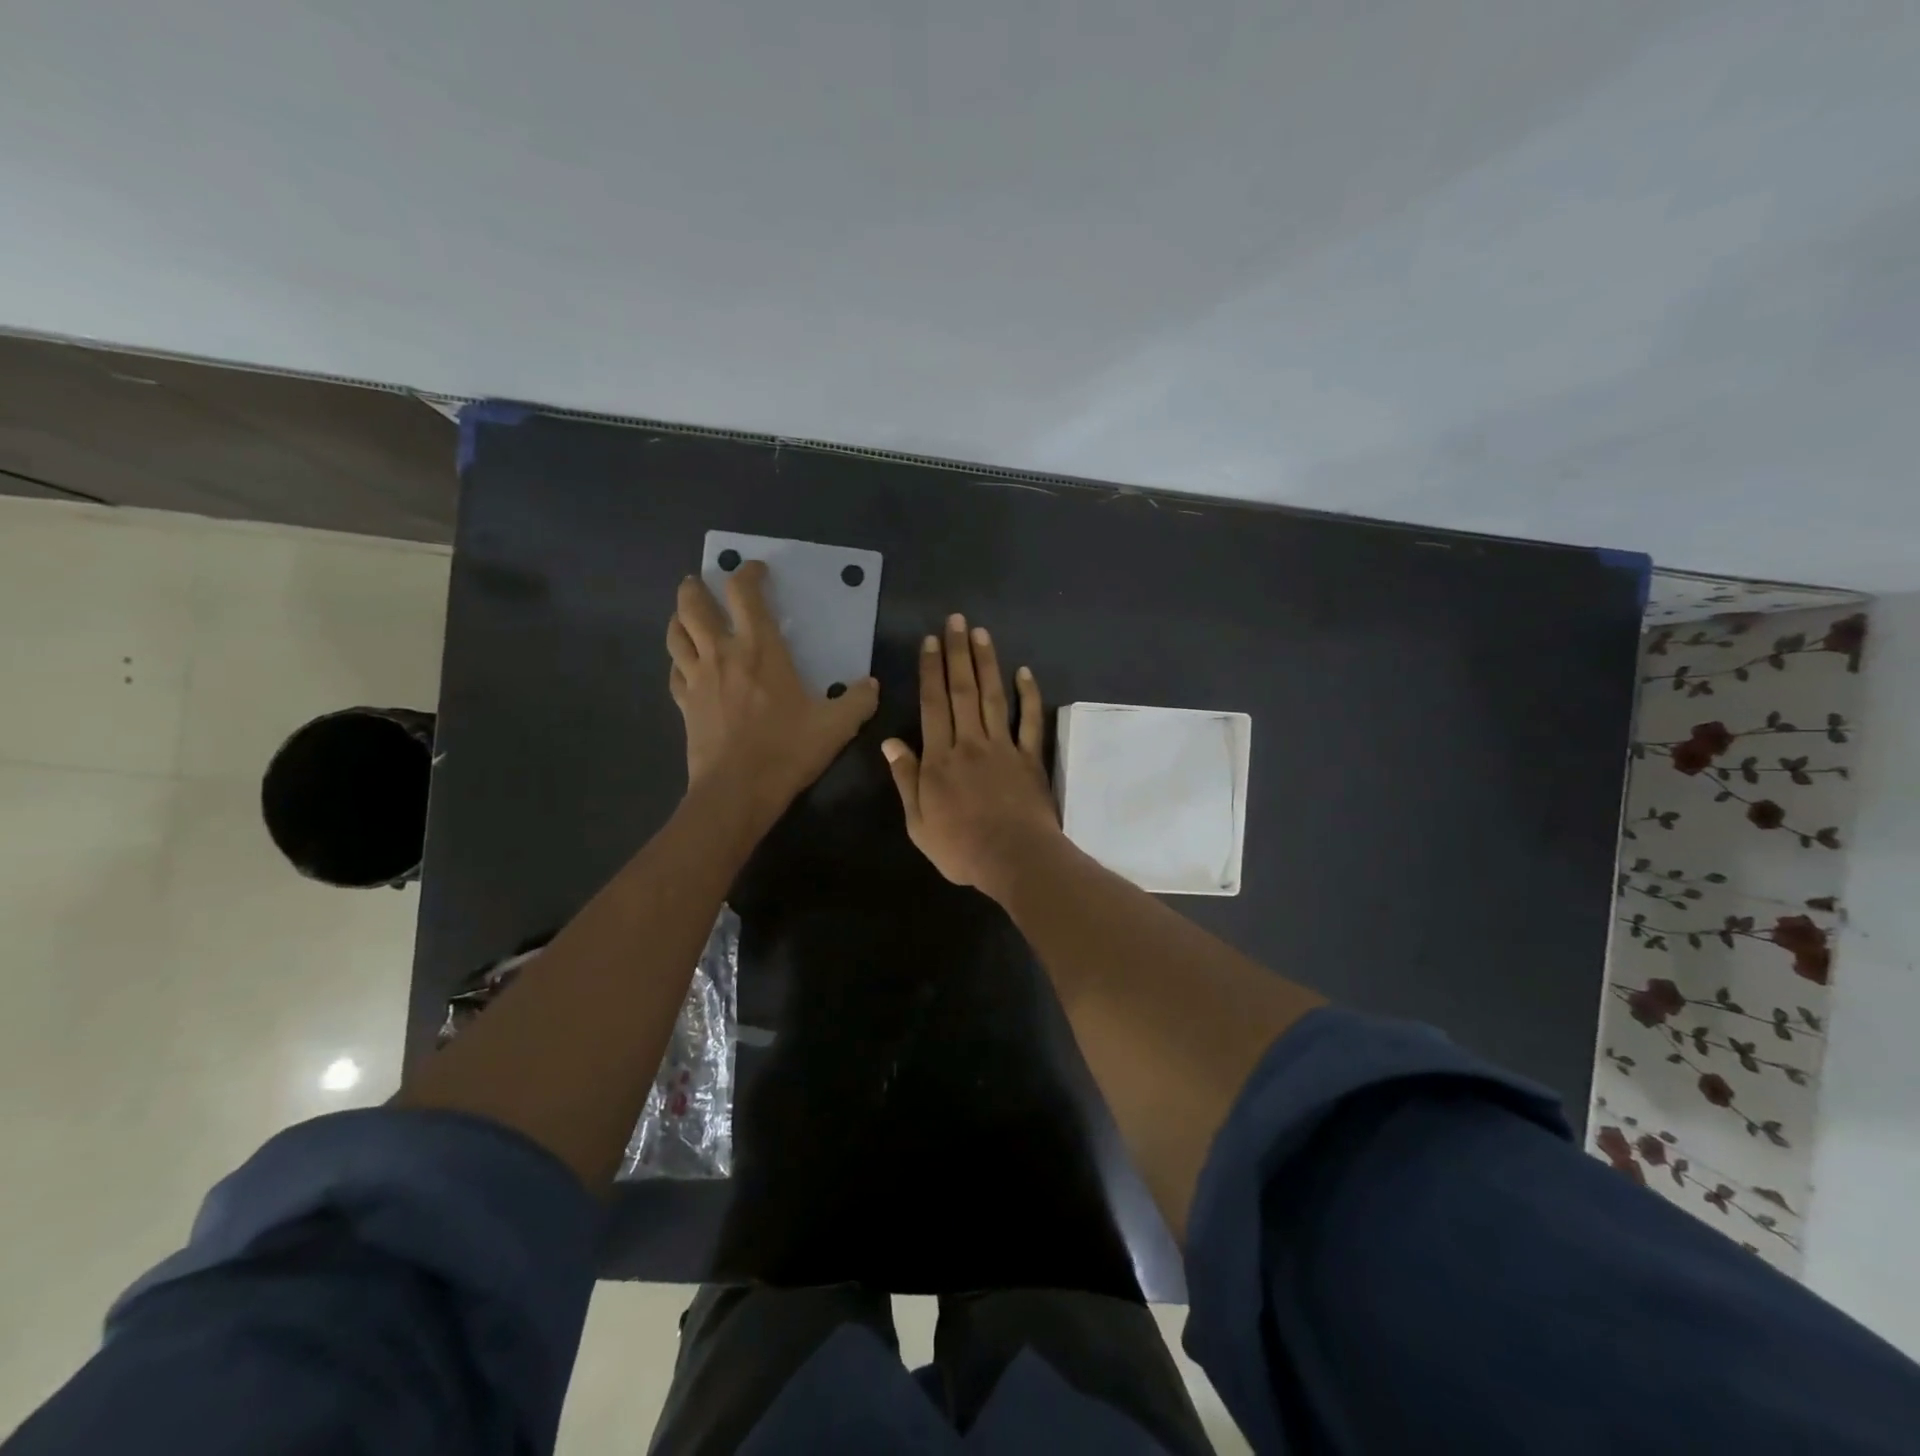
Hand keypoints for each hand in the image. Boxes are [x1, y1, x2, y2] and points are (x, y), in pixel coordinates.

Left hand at [667, 561, 878, 811]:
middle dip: (697, 587)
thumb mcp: (836, 727)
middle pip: (694, 605)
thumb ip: (858, 701)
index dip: (748, 573)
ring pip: (676, 634)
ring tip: (686, 614)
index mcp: (760, 649)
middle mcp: (722, 654)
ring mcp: (697, 678)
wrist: (737, 791)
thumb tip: (871, 685)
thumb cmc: (787, 750)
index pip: (745, 594)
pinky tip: (686, 665)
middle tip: (702, 582)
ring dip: (679, 617)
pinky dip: (679, 660)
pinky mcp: (684, 704)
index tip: (756, 570)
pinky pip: (675, 671)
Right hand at [881, 613, 1060, 898]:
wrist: (1014, 858)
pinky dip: (1028, 695)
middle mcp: (970, 743)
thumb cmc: (961, 847)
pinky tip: (1024, 672)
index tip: (930, 641)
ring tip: (981, 633)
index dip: (930, 671)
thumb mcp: (918, 822)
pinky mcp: (1030, 758)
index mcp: (940, 759)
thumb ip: (906, 780)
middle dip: (957, 653)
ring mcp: (1004, 747)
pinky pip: (1030, 721)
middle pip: (963, 690)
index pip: (933, 704)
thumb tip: (890, 742)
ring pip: (994, 697)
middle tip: (956, 620)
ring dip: (987, 663)